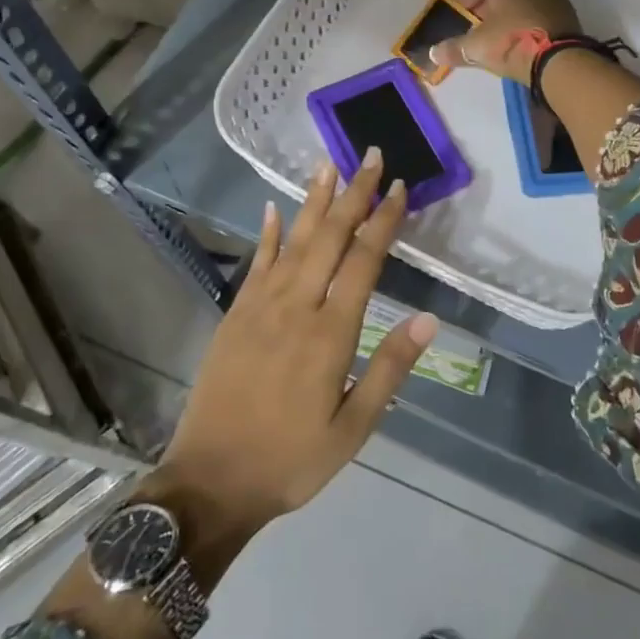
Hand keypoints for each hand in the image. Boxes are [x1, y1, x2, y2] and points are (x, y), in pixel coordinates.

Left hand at [152, 152, 438, 554]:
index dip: (383, 221)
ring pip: (294, 240)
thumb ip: (389, 369)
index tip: (399, 188)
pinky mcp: (235, 314)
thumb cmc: (291, 460)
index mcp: (330, 334)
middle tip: (372, 157)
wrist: (211, 481)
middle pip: (329, 237)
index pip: (364, 261)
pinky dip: (269, 233)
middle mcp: (296, 307)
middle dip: (354, 194)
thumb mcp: (354, 429)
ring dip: (314, 200)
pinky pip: (257, 262)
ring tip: (329, 164)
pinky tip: (276, 208)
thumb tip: (428, 319)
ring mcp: (260, 306)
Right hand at [431, 0, 581, 83]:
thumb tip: (433, 53)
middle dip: (487, 5)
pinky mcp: (567, 8)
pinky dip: (525, 19)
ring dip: (507, 12)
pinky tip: (518, 39)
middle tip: (476, 26)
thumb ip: (453, 47)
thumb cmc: (511, 39)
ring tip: (496, 35)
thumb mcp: (476, 46)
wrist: (560, 59)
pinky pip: (537, 9)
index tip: (461, 16)